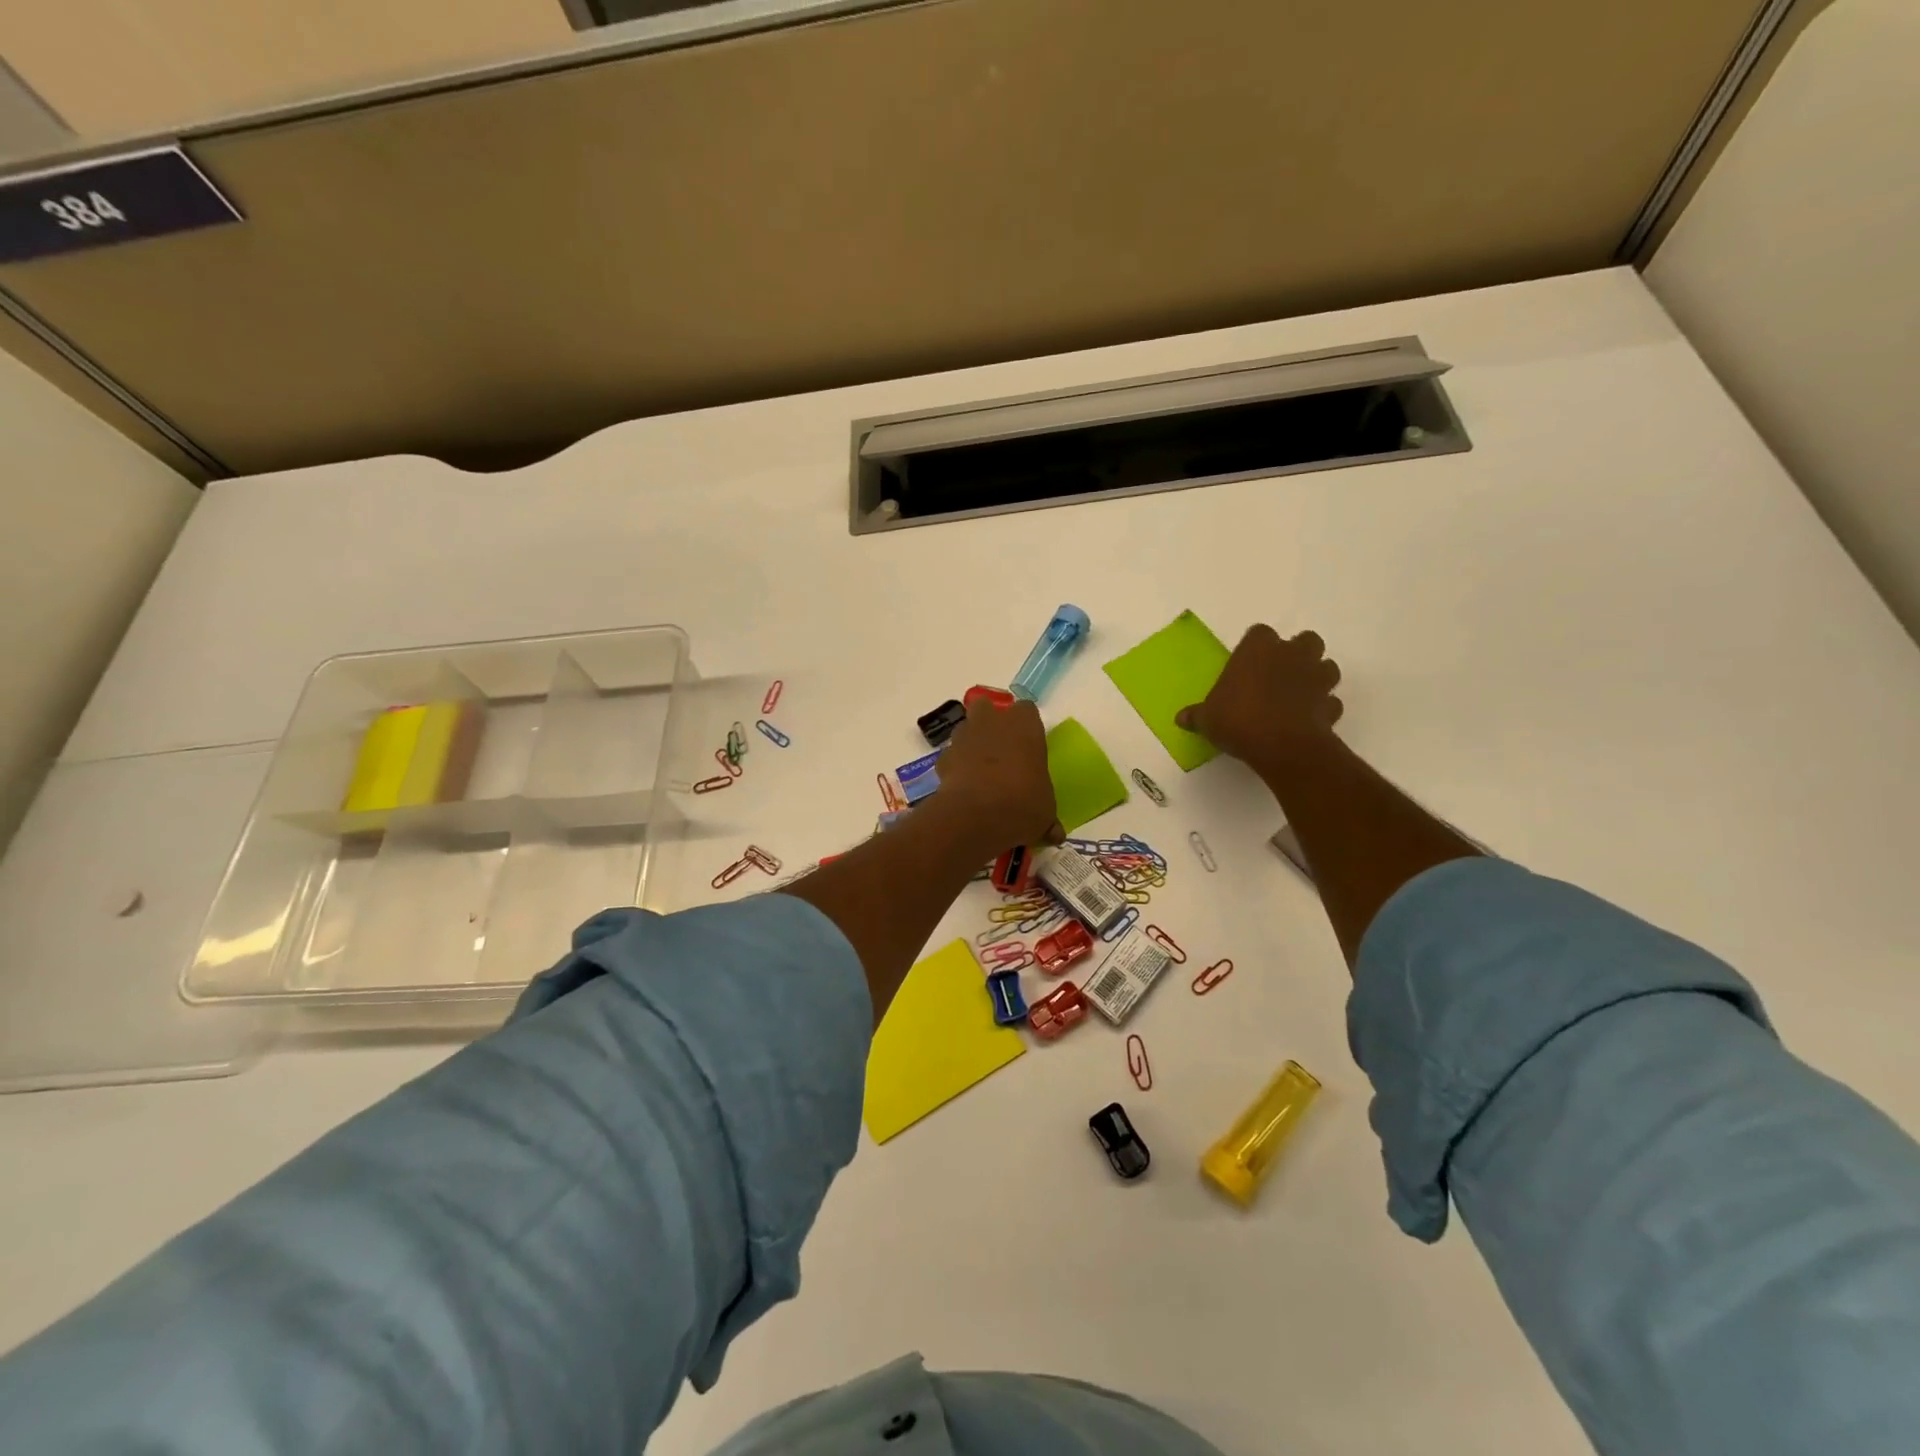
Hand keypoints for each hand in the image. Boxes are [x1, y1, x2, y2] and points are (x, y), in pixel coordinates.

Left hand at [933, 696, 1062, 854]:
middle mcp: (992, 723)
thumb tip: (1055, 833)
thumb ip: (1047, 817)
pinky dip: (955, 768)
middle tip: (1000, 748)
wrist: (976, 815)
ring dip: (970, 743)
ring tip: (980, 770)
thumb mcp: (1045, 813)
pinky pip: (950, 757)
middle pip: (986, 707)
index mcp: (1024, 726)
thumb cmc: (1022, 803)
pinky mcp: (943, 759)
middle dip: (990, 722)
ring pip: (965, 729)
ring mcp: (963, 738)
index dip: (1026, 725)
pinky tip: (963, 788)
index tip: (1029, 744)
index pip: (1027, 710)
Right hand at [1176, 625, 1342, 769]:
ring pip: (1327, 666)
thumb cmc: (1238, 719)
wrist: (1282, 745)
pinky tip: (1309, 718)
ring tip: (1299, 693)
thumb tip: (1181, 718)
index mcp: (1258, 649)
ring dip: (1317, 675)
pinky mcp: (1330, 705)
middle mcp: (1292, 655)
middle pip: (1305, 640)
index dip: (1255, 647)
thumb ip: (1197, 715)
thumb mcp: (1208, 719)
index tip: (1246, 663)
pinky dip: (1323, 707)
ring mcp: (1316, 679)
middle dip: (1297, 652)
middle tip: (1279, 672)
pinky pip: (1330, 701)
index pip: (1259, 633)